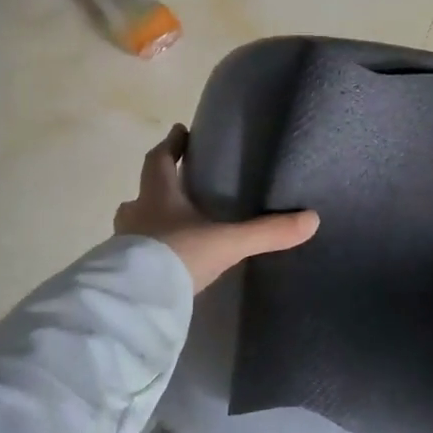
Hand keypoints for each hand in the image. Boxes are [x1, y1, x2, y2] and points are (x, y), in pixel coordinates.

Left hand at [115, 125, 320, 292]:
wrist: (137, 301)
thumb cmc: (178, 256)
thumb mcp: (228, 242)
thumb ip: (267, 231)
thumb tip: (312, 219)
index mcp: (159, 197)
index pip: (159, 160)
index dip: (171, 145)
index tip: (179, 131)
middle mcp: (136, 214)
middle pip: (142, 192)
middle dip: (157, 186)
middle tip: (176, 184)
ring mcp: (123, 244)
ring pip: (134, 223)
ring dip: (148, 220)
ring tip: (168, 226)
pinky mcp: (120, 272)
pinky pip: (132, 254)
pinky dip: (145, 252)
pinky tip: (160, 262)